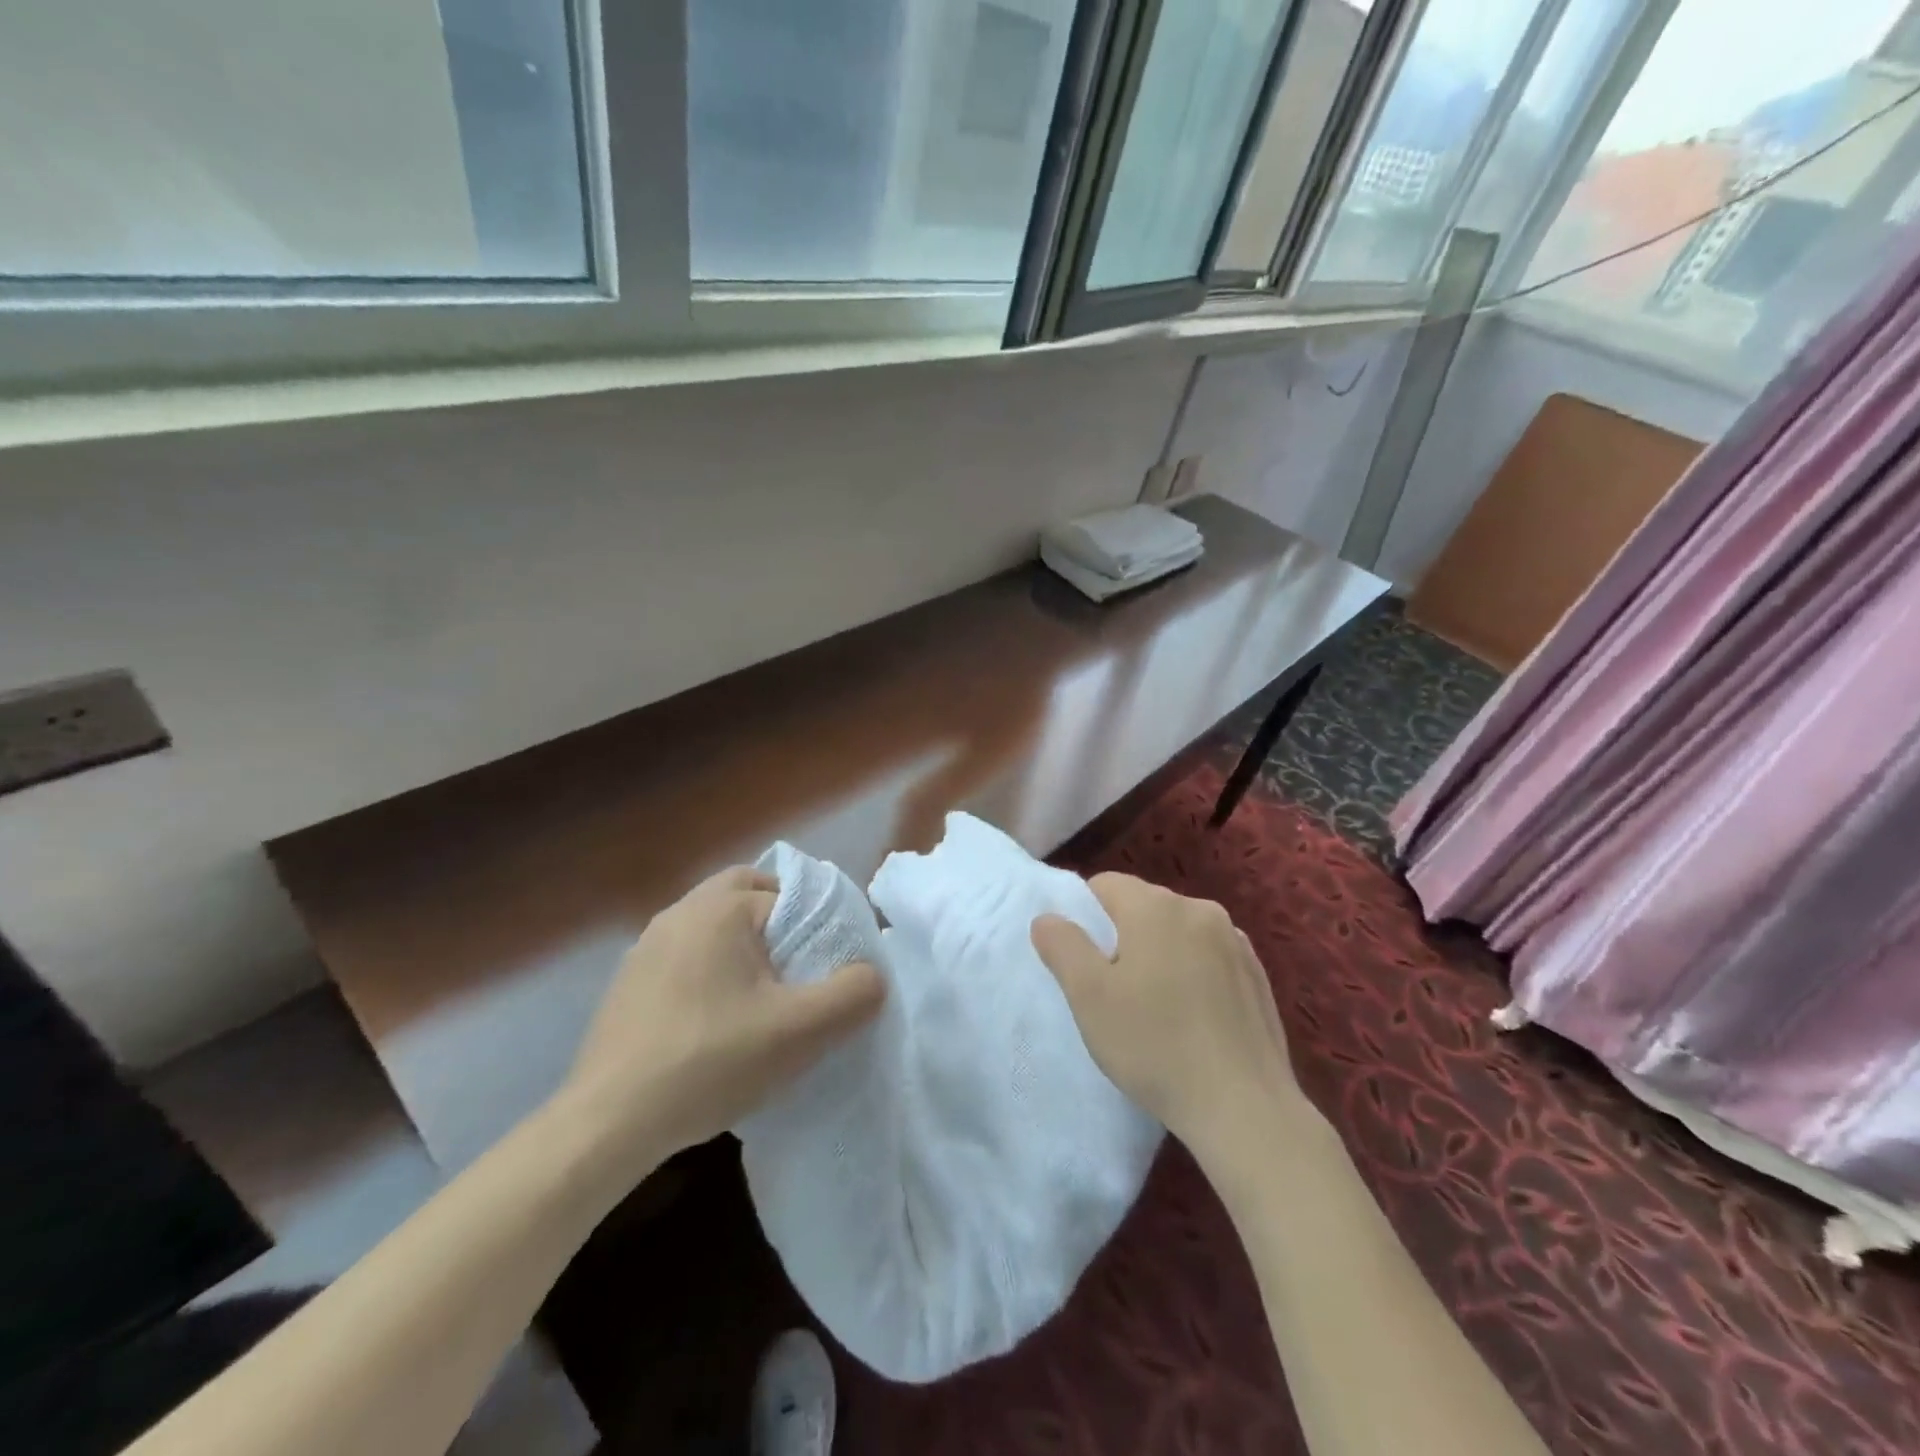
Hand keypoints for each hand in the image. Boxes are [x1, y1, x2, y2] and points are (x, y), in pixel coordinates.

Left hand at [562, 867, 885, 1170]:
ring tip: (762, 997)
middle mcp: (678, 913)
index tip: (828, 969)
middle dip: (778, 921)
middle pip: (745, 894)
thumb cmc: (711, 1062)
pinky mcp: (626, 983)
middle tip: (798, 968)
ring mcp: (645, 947)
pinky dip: (709, 970)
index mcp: (720, 909)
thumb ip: (854, 994)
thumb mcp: (802, 1032)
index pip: (789, 896)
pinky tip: (715, 1022)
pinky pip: (684, 956)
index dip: (817, 928)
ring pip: (712, 925)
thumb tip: (872, 976)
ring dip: (742, 946)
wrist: (608, 1124)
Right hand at [1032, 873, 1305, 1161]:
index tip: (1083, 963)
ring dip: (1159, 955)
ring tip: (1154, 1009)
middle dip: (1122, 936)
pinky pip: (1209, 958)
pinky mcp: (1258, 975)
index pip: (1105, 885)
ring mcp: (1235, 941)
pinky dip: (1193, 974)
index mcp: (1156, 906)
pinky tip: (1192, 1019)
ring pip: (1178, 933)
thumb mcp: (1089, 996)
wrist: (1244, 1108)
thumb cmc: (1154, 1045)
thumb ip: (1062, 946)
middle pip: (1143, 906)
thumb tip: (1047, 918)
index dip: (1084, 917)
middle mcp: (1200, 909)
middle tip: (1112, 991)